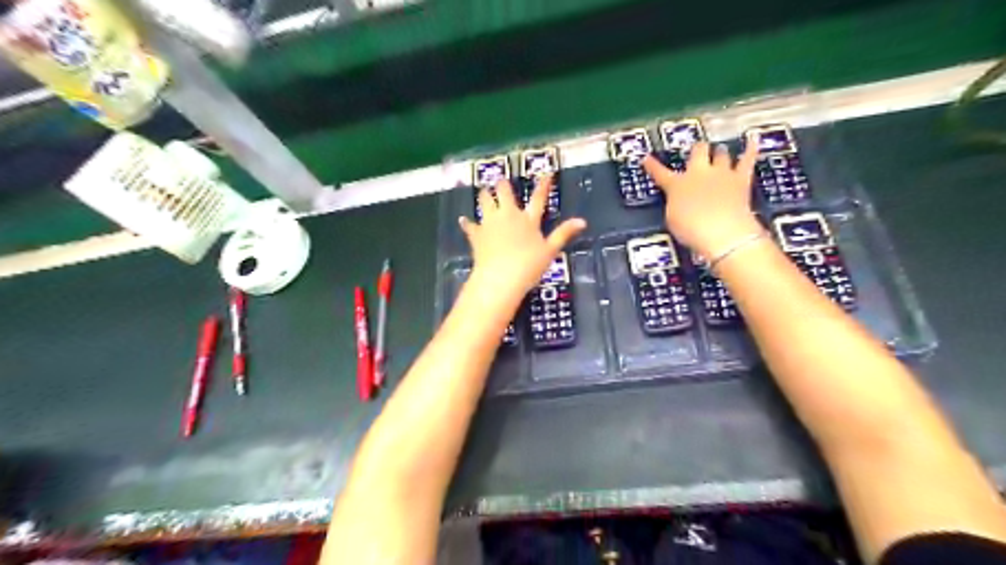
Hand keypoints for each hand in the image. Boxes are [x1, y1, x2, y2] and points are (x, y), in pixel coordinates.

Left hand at [459, 173, 587, 300]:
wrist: (500, 277)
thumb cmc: (529, 265)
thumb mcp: (550, 250)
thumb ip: (564, 234)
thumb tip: (583, 221)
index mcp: (528, 219)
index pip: (538, 198)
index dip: (543, 185)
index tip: (546, 173)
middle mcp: (508, 215)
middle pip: (504, 192)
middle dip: (502, 185)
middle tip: (500, 181)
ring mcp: (490, 223)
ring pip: (485, 202)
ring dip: (485, 196)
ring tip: (484, 192)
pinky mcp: (477, 234)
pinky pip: (470, 226)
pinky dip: (467, 223)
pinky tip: (463, 220)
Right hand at [644, 141, 762, 257]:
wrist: (721, 231)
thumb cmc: (691, 230)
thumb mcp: (672, 219)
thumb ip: (675, 204)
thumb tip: (680, 199)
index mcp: (677, 185)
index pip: (660, 173)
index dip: (652, 166)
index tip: (646, 158)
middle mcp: (698, 173)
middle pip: (697, 152)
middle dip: (697, 150)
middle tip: (697, 150)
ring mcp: (721, 174)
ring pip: (720, 153)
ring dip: (719, 152)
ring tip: (719, 149)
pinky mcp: (741, 179)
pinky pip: (747, 160)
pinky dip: (751, 149)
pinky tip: (754, 139)